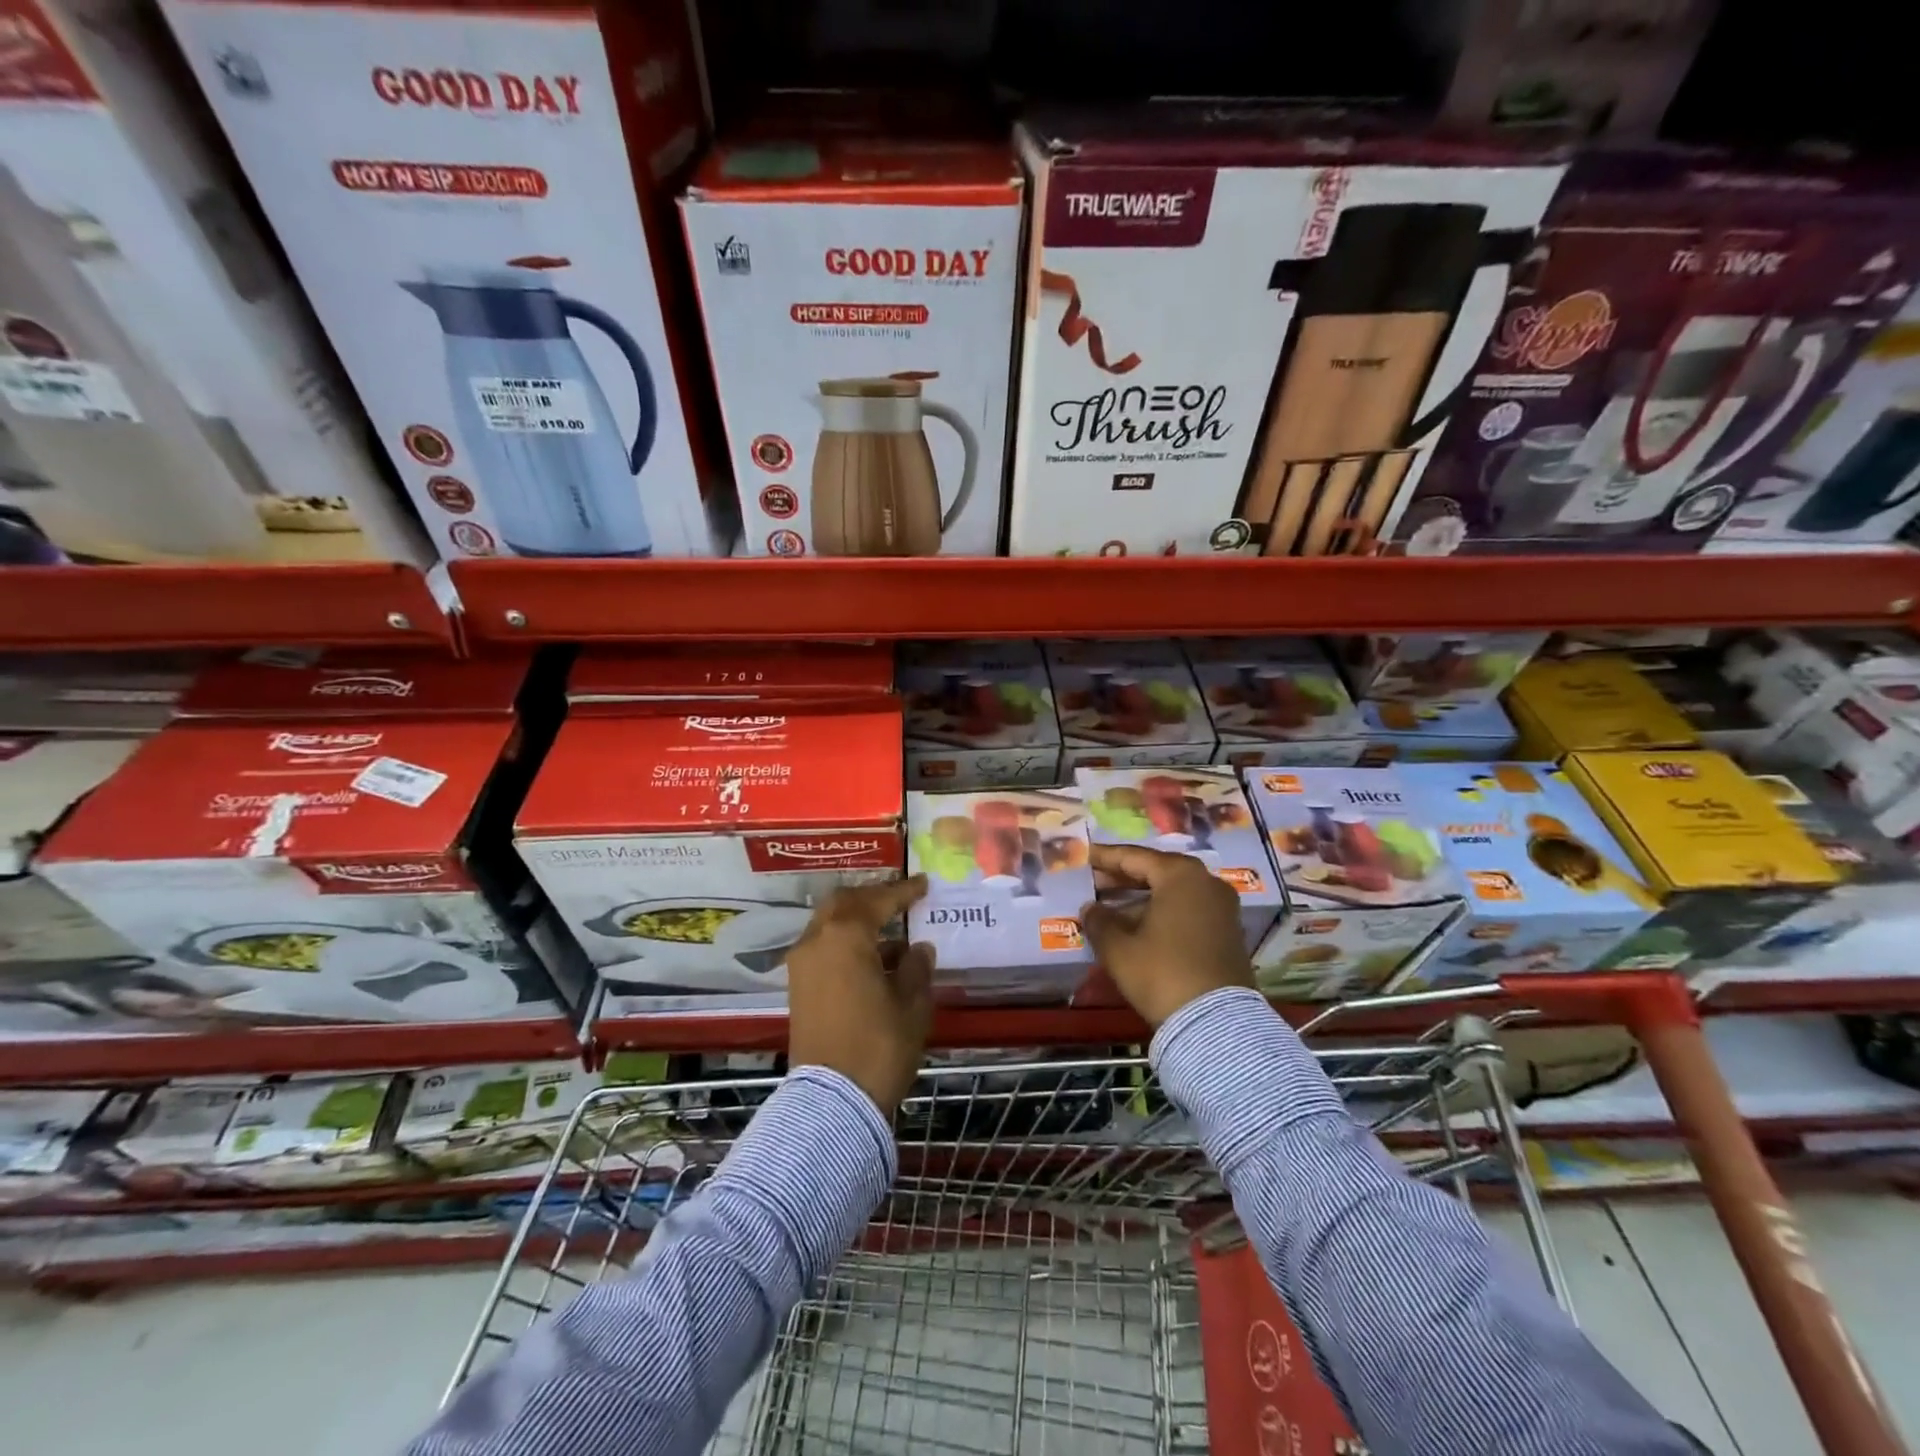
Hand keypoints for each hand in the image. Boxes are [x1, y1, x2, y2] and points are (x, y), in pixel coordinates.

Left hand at [786, 876, 935, 1117]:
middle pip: (844, 903)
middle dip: (872, 898)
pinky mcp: (797, 987)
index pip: (878, 901)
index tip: (924, 885)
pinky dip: (845, 943)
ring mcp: (802, 964)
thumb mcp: (911, 1005)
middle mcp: (816, 940)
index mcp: (845, 936)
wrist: (832, 1102)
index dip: (904, 892)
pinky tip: (873, 961)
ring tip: (893, 935)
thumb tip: (918, 948)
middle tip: (900, 900)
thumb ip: (916, 968)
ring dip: (858, 922)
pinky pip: (823, 947)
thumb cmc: (879, 1046)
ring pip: (829, 924)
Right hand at [1081, 844, 1254, 1027]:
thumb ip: (1099, 921)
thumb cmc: (1161, 973)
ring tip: (1109, 908)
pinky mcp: (1228, 933)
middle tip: (1093, 882)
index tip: (1083, 857)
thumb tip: (1091, 909)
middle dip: (1123, 878)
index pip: (1134, 857)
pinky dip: (1161, 912)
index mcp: (1181, 875)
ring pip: (1173, 892)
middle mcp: (1206, 882)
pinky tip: (1137, 927)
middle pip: (1157, 871)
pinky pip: (1187, 910)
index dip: (1105, 857)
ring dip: (1141, 898)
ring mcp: (1222, 908)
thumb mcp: (1119, 948)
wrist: (1216, 1023)